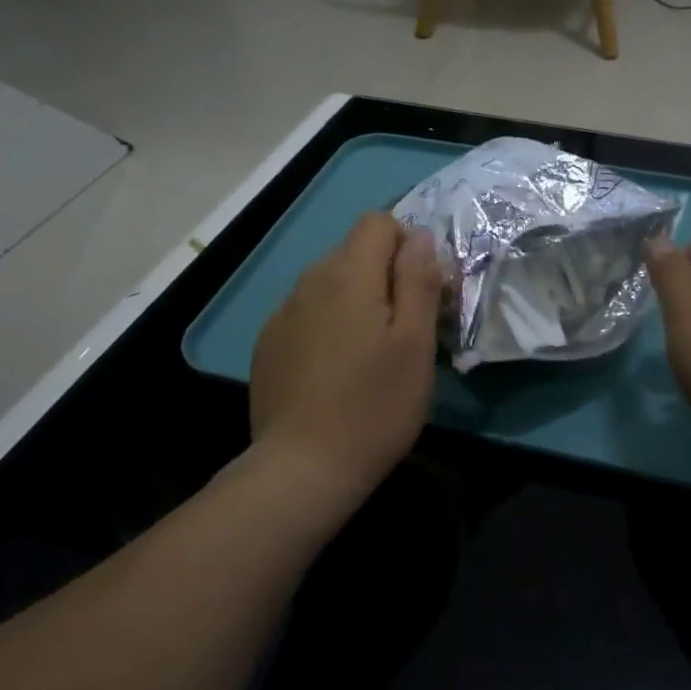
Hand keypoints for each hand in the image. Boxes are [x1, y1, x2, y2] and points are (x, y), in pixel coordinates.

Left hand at [250, 212, 442, 497]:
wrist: (303, 468)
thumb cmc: (375, 404)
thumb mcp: (416, 342)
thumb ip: (418, 279)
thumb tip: (419, 236)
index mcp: (348, 274)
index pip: (378, 222)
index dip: (407, 244)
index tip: (422, 289)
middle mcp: (309, 281)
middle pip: (354, 251)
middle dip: (385, 274)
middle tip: (405, 327)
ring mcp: (283, 313)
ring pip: (330, 283)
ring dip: (356, 300)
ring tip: (370, 352)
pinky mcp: (268, 343)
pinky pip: (307, 313)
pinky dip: (328, 324)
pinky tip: (335, 370)